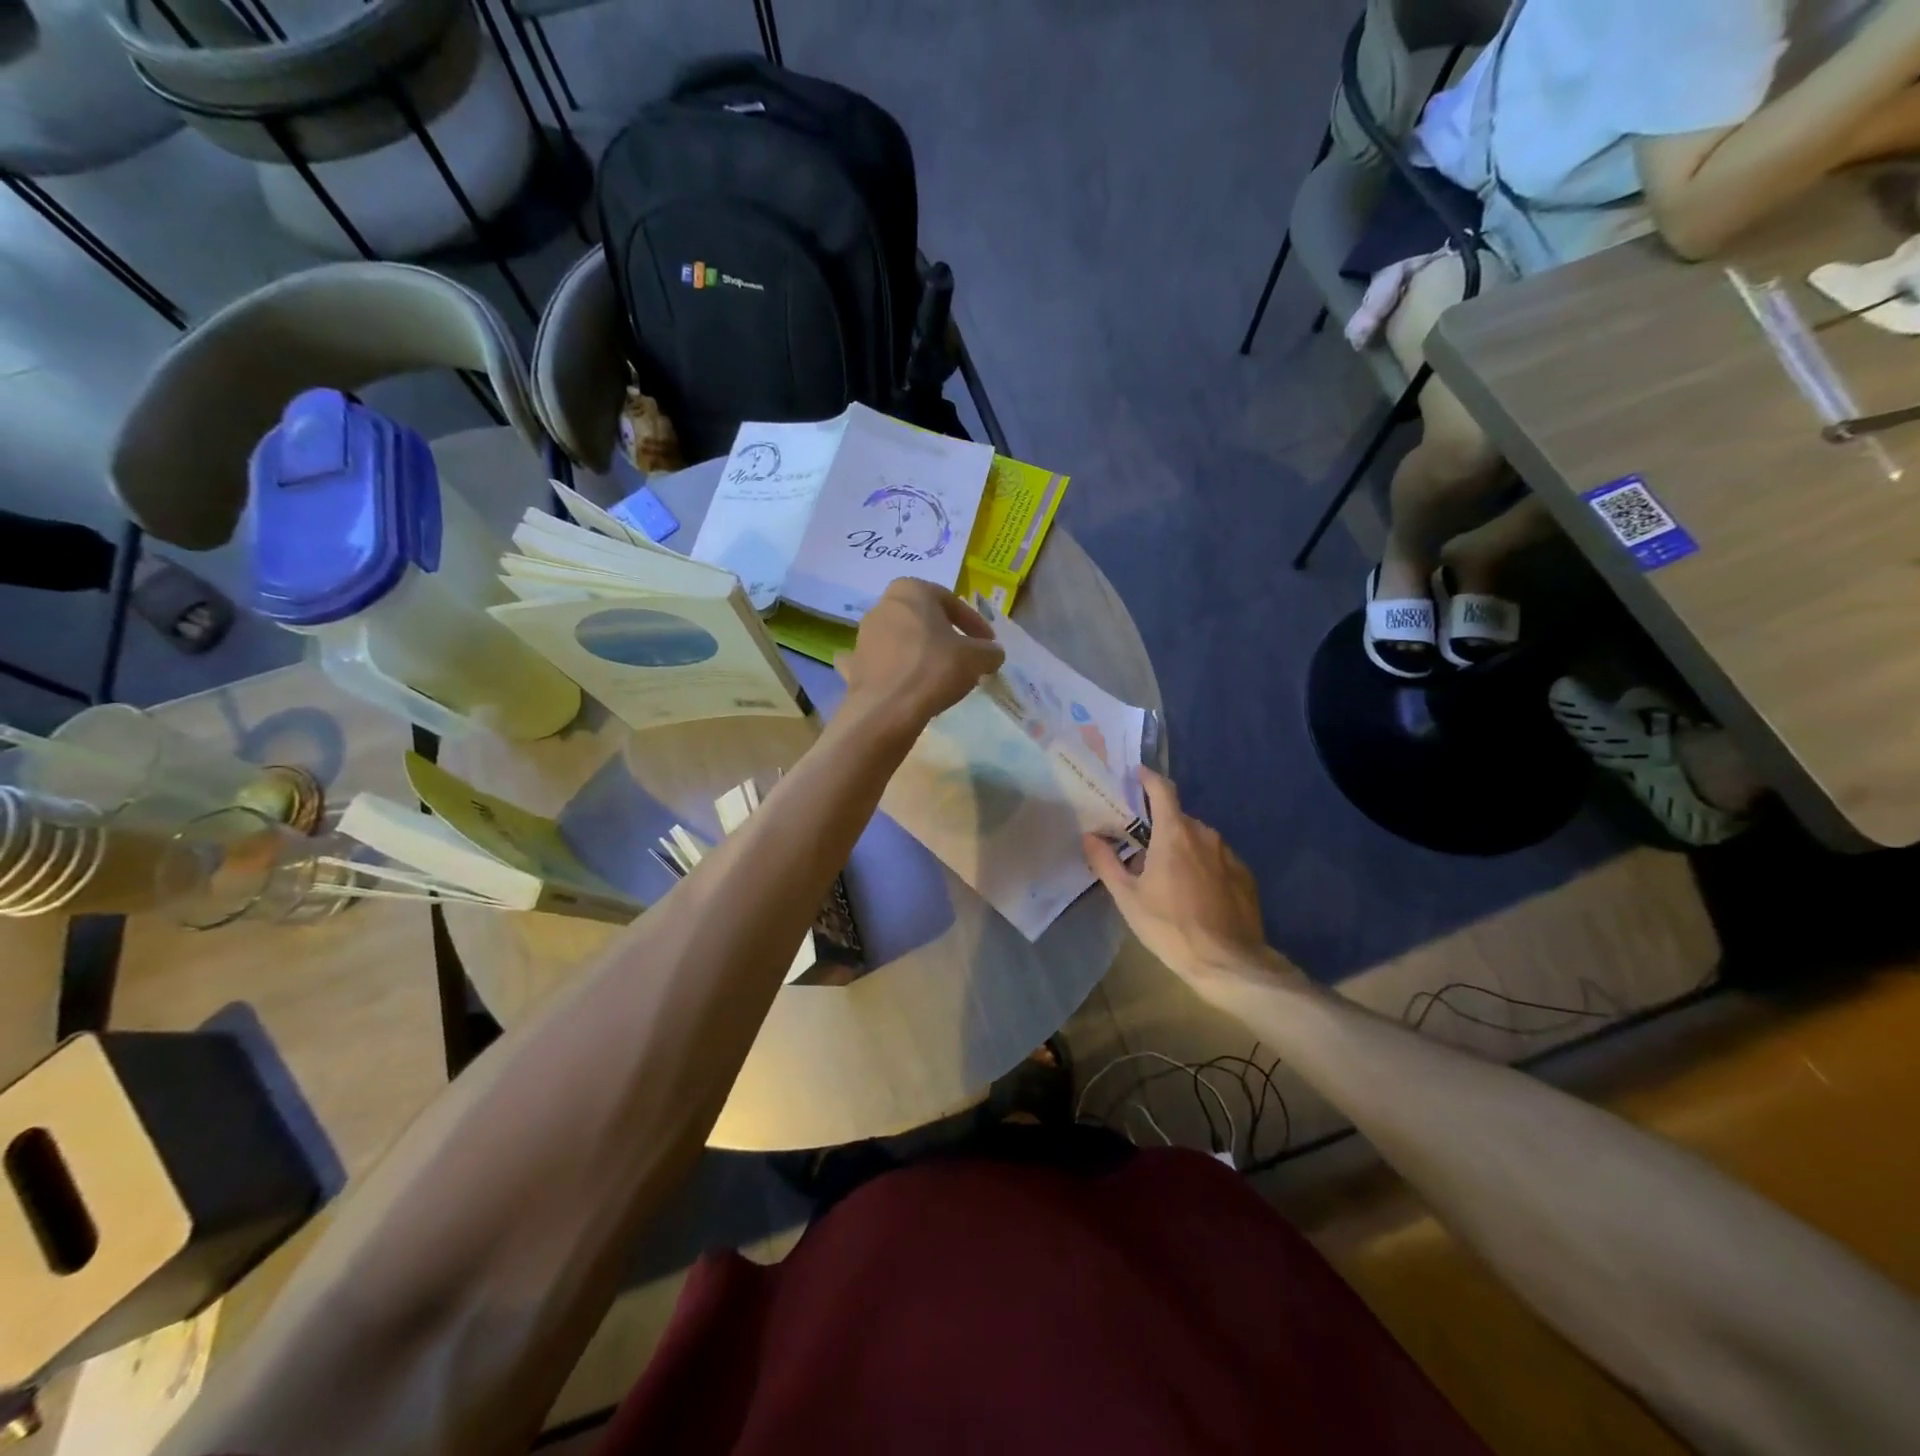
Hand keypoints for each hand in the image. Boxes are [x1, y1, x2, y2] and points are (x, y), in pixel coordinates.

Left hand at [837, 580, 1004, 735]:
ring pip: (902, 640)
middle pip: (924, 619)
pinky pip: (883, 663)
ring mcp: (864, 635)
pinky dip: (897, 670)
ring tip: (942, 675)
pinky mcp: (855, 664)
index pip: (952, 602)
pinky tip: (909, 686)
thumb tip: (992, 653)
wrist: (887, 709)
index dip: (975, 624)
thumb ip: (990, 651)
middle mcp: (882, 605)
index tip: (988, 644)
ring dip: (922, 653)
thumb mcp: (977, 658)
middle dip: (945, 636)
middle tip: (966, 657)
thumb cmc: (935, 669)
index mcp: (910, 590)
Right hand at [1083, 768, 1298, 999]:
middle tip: (1141, 848)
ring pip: (1198, 840)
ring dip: (1181, 848)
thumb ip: (1106, 862)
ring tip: (1166, 876)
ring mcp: (1229, 854)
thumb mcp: (1128, 898)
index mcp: (1174, 833)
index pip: (1162, 790)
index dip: (1148, 778)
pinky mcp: (1244, 875)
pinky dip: (1202, 866)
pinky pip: (1216, 859)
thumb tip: (1089, 836)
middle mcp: (1205, 835)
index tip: (1135, 775)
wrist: (1229, 962)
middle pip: (1178, 818)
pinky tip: (1194, 893)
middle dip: (1159, 827)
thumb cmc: (1170, 927)